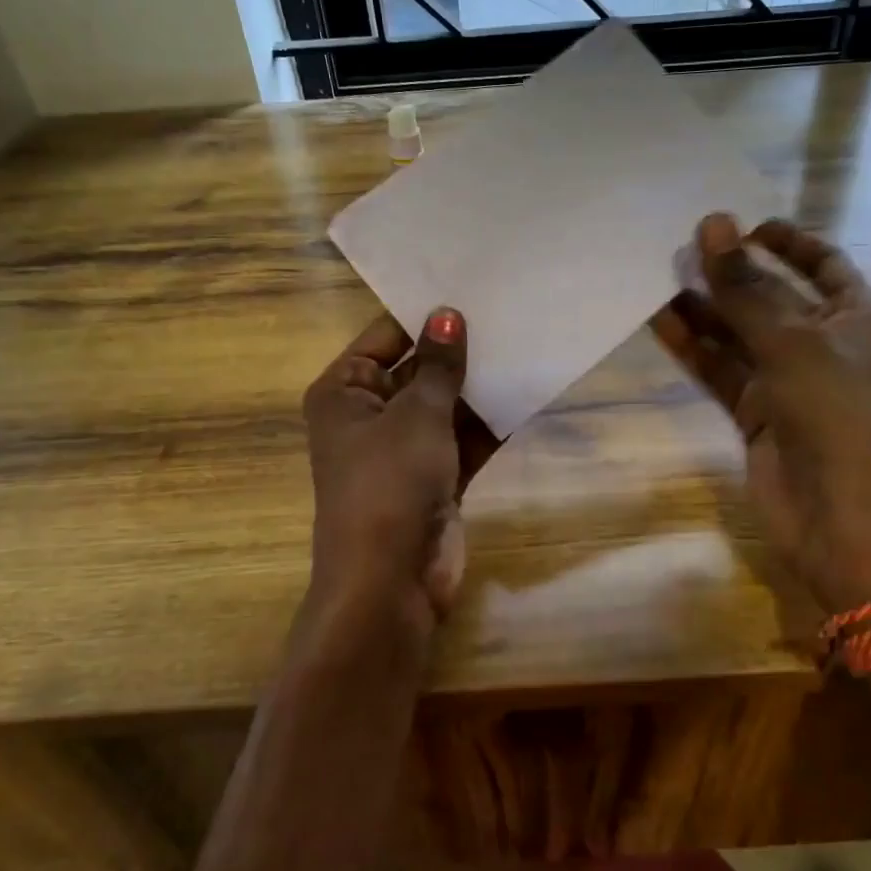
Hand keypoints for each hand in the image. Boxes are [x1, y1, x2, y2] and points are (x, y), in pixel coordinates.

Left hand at [303, 308, 498, 631]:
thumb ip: (439, 365)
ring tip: (525, 344)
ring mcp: (404, 451)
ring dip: (478, 387)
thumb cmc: (390, 483)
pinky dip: (488, 423)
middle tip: (508, 312)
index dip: (425, 316)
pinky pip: (463, 440)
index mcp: (344, 392)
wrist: (390, 582)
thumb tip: (448, 314)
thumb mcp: (417, 415)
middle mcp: (369, 416)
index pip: (385, 338)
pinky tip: (526, 393)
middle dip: (459, 351)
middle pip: (418, 371)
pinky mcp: (434, 480)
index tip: (471, 288)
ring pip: (445, 407)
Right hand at [653, 214, 870, 614]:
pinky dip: (694, 346)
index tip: (742, 224)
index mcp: (855, 316)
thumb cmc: (834, 415)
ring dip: (704, 307)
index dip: (786, 240)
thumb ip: (746, 287)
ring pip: (738, 333)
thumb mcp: (792, 342)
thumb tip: (713, 224)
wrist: (839, 516)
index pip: (822, 262)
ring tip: (659, 276)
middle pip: (771, 296)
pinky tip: (660, 321)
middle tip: (682, 246)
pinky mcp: (755, 412)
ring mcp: (786, 380)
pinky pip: (721, 369)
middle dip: (731, 273)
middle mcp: (822, 343)